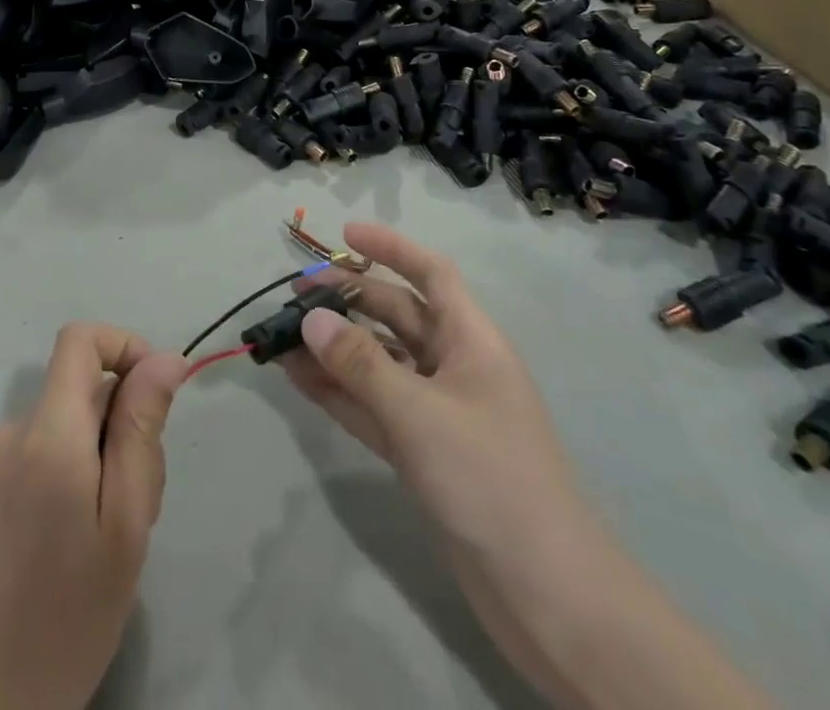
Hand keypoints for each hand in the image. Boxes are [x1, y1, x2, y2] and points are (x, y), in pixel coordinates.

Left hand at [0, 323, 188, 709]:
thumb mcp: (124, 528)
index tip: (156, 395)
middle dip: (116, 428)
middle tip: (134, 509)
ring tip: (95, 546)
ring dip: (86, 463)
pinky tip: (54, 557)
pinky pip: (22, 464)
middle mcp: (6, 434)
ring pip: (53, 434)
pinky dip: (52, 484)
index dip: (124, 346)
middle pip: (75, 395)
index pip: (80, 339)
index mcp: (47, 433)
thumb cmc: (61, 625)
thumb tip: (163, 358)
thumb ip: (141, 430)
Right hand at [282, 223, 583, 557]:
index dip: (391, 248)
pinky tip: (300, 380)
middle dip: (350, 299)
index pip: (431, 274)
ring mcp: (438, 410)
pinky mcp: (423, 451)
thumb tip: (310, 318)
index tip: (345, 234)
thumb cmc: (490, 478)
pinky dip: (340, 392)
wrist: (546, 594)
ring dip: (336, 349)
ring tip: (283, 337)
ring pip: (379, 362)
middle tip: (296, 294)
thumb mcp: (420, 412)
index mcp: (472, 340)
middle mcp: (454, 365)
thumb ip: (362, 364)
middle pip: (397, 314)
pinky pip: (373, 406)